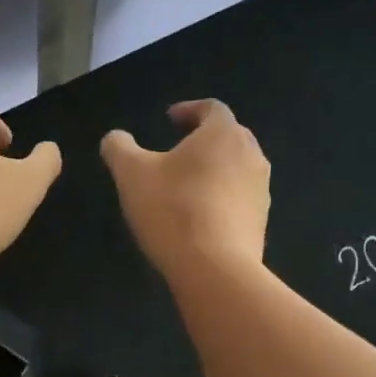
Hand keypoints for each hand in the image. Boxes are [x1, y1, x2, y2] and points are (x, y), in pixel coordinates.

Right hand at [101, 99, 270, 276]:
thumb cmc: (172, 210)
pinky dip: (220, 199)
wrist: (215, 269)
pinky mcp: (260, 222)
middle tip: (177, 152)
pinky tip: (199, 218)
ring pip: (236, 169)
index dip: (189, 110)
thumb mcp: (131, 175)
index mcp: (223, 133)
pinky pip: (239, 200)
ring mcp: (260, 190)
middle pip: (228, 137)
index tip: (169, 119)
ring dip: (213, 171)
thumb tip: (115, 138)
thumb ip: (119, 149)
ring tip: (186, 187)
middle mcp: (251, 154)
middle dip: (203, 140)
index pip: (211, 108)